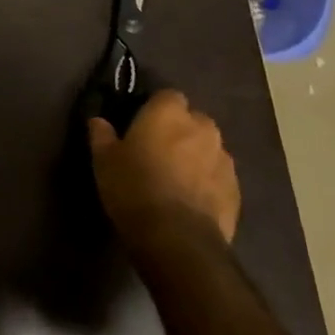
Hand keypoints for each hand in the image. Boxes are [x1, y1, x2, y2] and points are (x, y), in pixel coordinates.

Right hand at [87, 89, 239, 244]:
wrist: (177, 239)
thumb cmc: (134, 188)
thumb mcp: (104, 161)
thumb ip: (102, 135)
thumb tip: (98, 121)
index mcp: (169, 113)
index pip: (167, 96)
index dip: (155, 108)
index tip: (141, 124)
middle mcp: (202, 128)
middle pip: (193, 120)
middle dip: (180, 130)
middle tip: (158, 151)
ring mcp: (224, 160)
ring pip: (209, 148)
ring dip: (196, 156)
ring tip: (177, 178)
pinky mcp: (236, 190)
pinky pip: (219, 176)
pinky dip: (208, 182)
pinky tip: (191, 199)